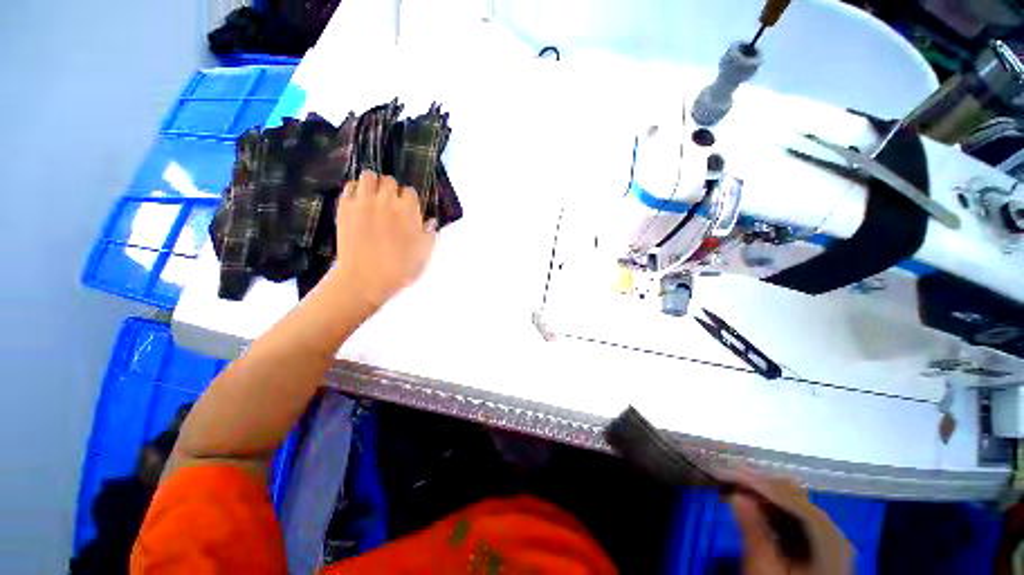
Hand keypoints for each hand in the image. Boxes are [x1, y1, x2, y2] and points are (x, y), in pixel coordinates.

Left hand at [333, 170, 436, 308]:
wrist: (365, 279)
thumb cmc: (400, 269)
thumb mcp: (424, 254)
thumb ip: (429, 234)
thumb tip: (431, 222)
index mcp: (408, 210)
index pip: (410, 192)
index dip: (410, 202)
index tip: (408, 213)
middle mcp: (386, 200)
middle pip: (390, 181)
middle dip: (392, 191)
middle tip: (391, 206)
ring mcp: (363, 202)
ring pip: (368, 176)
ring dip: (373, 185)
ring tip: (374, 198)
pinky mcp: (344, 208)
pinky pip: (349, 187)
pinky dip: (356, 191)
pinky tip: (359, 203)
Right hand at [729, 473, 851, 574]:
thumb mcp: (764, 569)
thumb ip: (753, 532)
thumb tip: (735, 494)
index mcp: (830, 542)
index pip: (797, 503)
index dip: (765, 486)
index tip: (734, 474)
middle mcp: (835, 535)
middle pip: (797, 501)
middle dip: (762, 487)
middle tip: (730, 476)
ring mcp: (828, 540)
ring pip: (793, 505)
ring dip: (764, 495)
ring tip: (736, 487)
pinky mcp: (816, 545)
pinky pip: (793, 518)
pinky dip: (771, 509)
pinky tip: (751, 504)